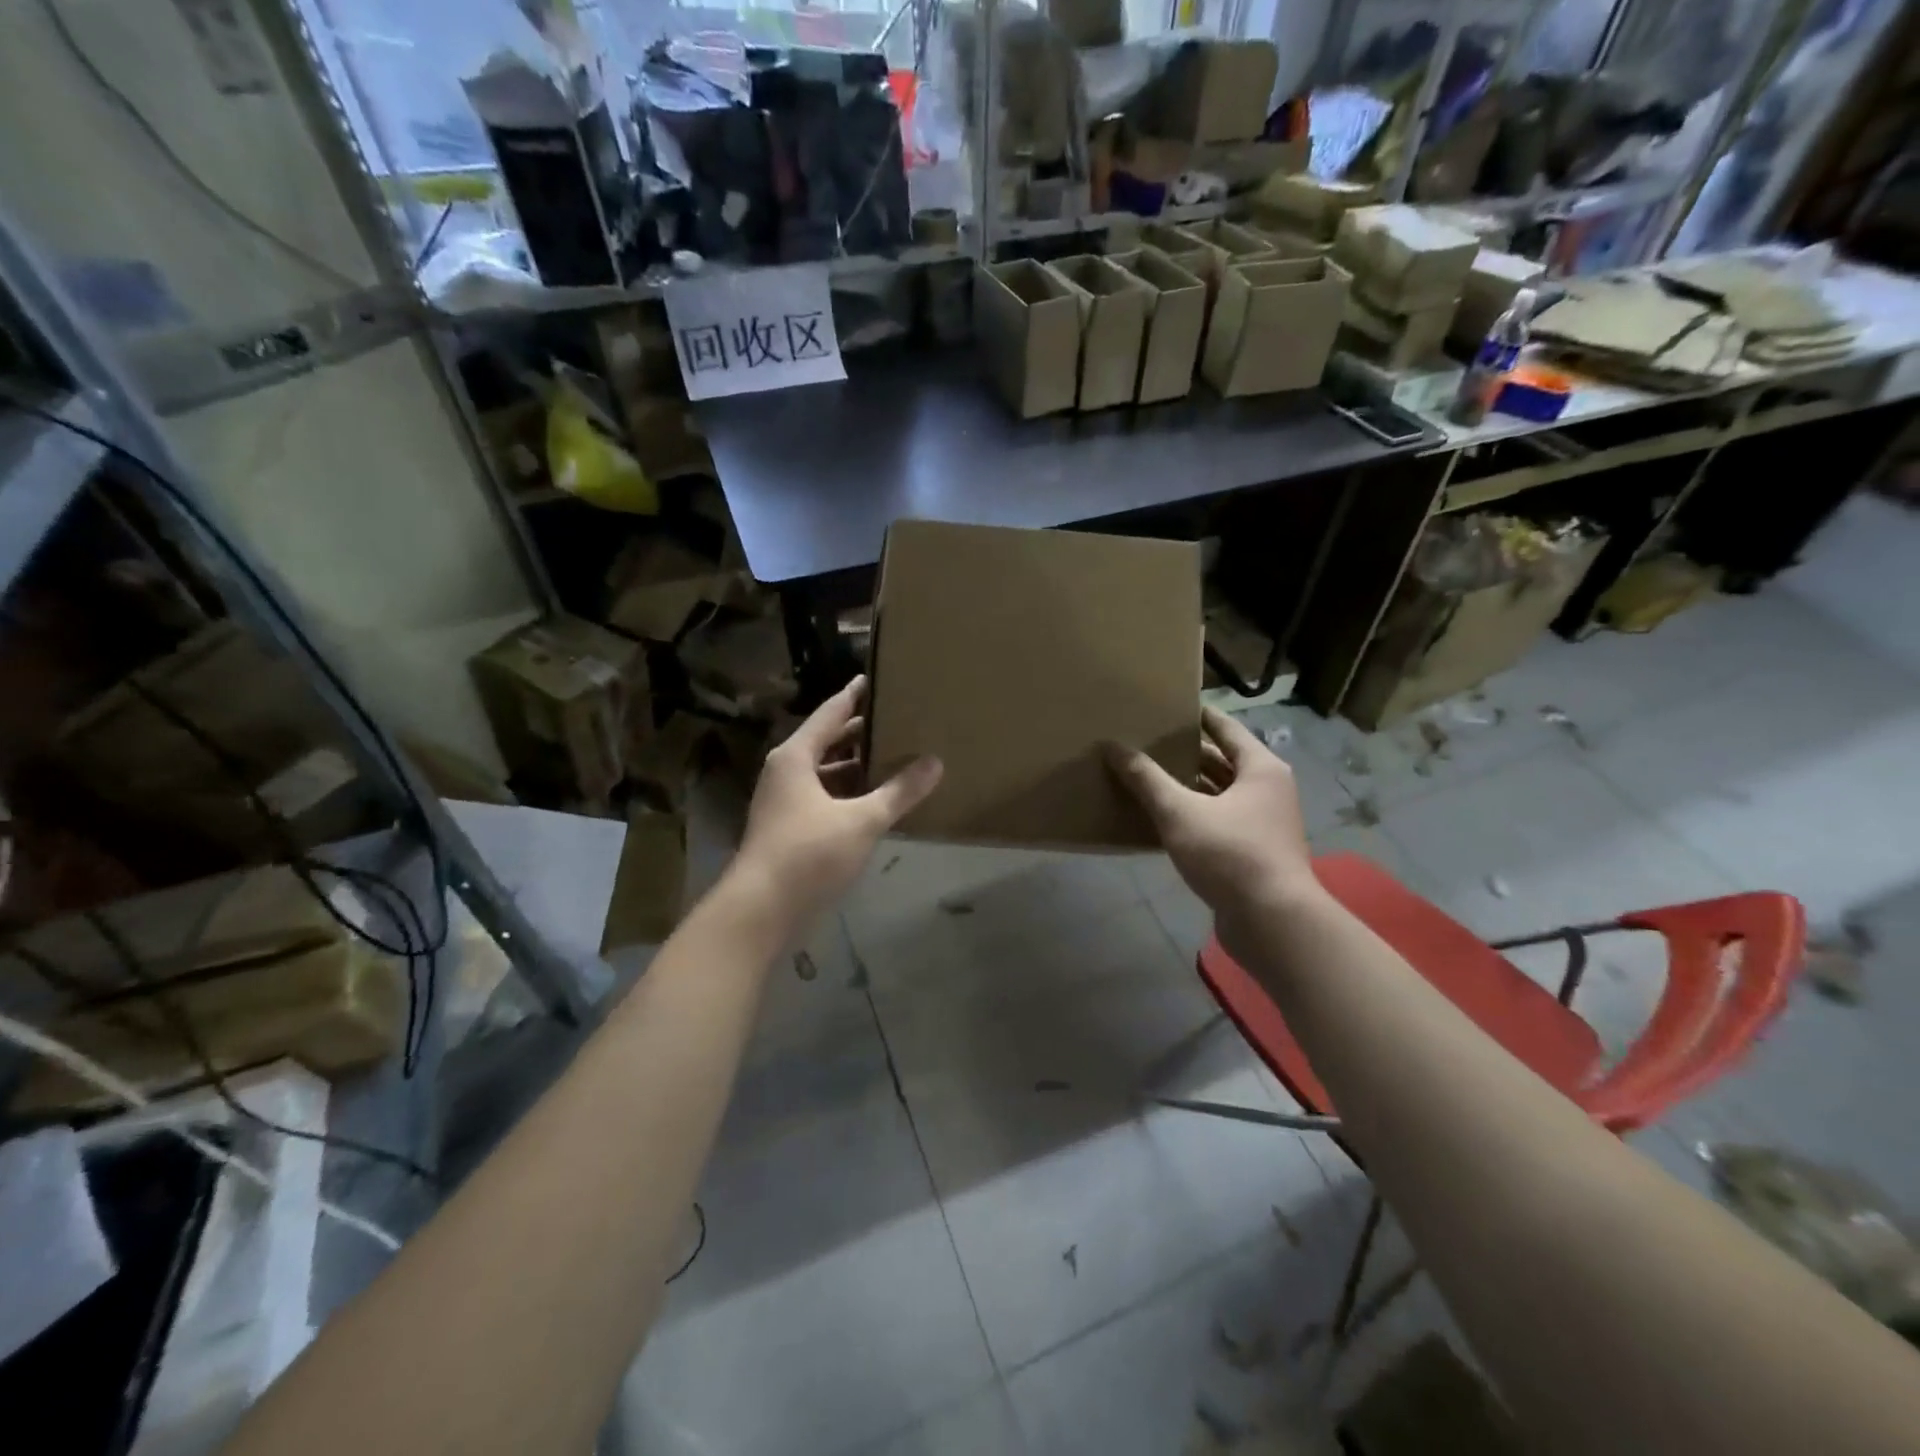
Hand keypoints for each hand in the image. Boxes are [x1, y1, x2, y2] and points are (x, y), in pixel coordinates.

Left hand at [734, 676, 942, 925]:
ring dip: (859, 766)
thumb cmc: (808, 854)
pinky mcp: (792, 829)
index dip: (856, 694)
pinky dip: (851, 794)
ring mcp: (787, 802)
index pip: (832, 711)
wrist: (760, 911)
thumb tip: (935, 762)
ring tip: (899, 756)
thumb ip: (900, 791)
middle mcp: (787, 772)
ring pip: (828, 772)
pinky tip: (880, 800)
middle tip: (901, 717)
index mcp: (796, 756)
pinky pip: (827, 798)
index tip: (879, 677)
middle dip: (863, 732)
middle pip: (829, 741)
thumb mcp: (862, 820)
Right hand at [1106, 707, 1319, 931]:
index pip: (1226, 728)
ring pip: (1219, 795)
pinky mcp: (1252, 853)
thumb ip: (1146, 779)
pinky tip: (1160, 818)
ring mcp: (1262, 824)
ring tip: (1146, 776)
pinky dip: (1192, 816)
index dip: (1199, 716)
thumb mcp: (1180, 812)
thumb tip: (1113, 746)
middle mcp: (1267, 790)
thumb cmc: (1231, 854)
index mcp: (1260, 769)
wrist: (1273, 922)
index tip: (1171, 705)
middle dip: (1187, 753)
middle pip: (1222, 761)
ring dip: (1187, 787)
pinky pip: (1217, 822)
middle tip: (1148, 741)